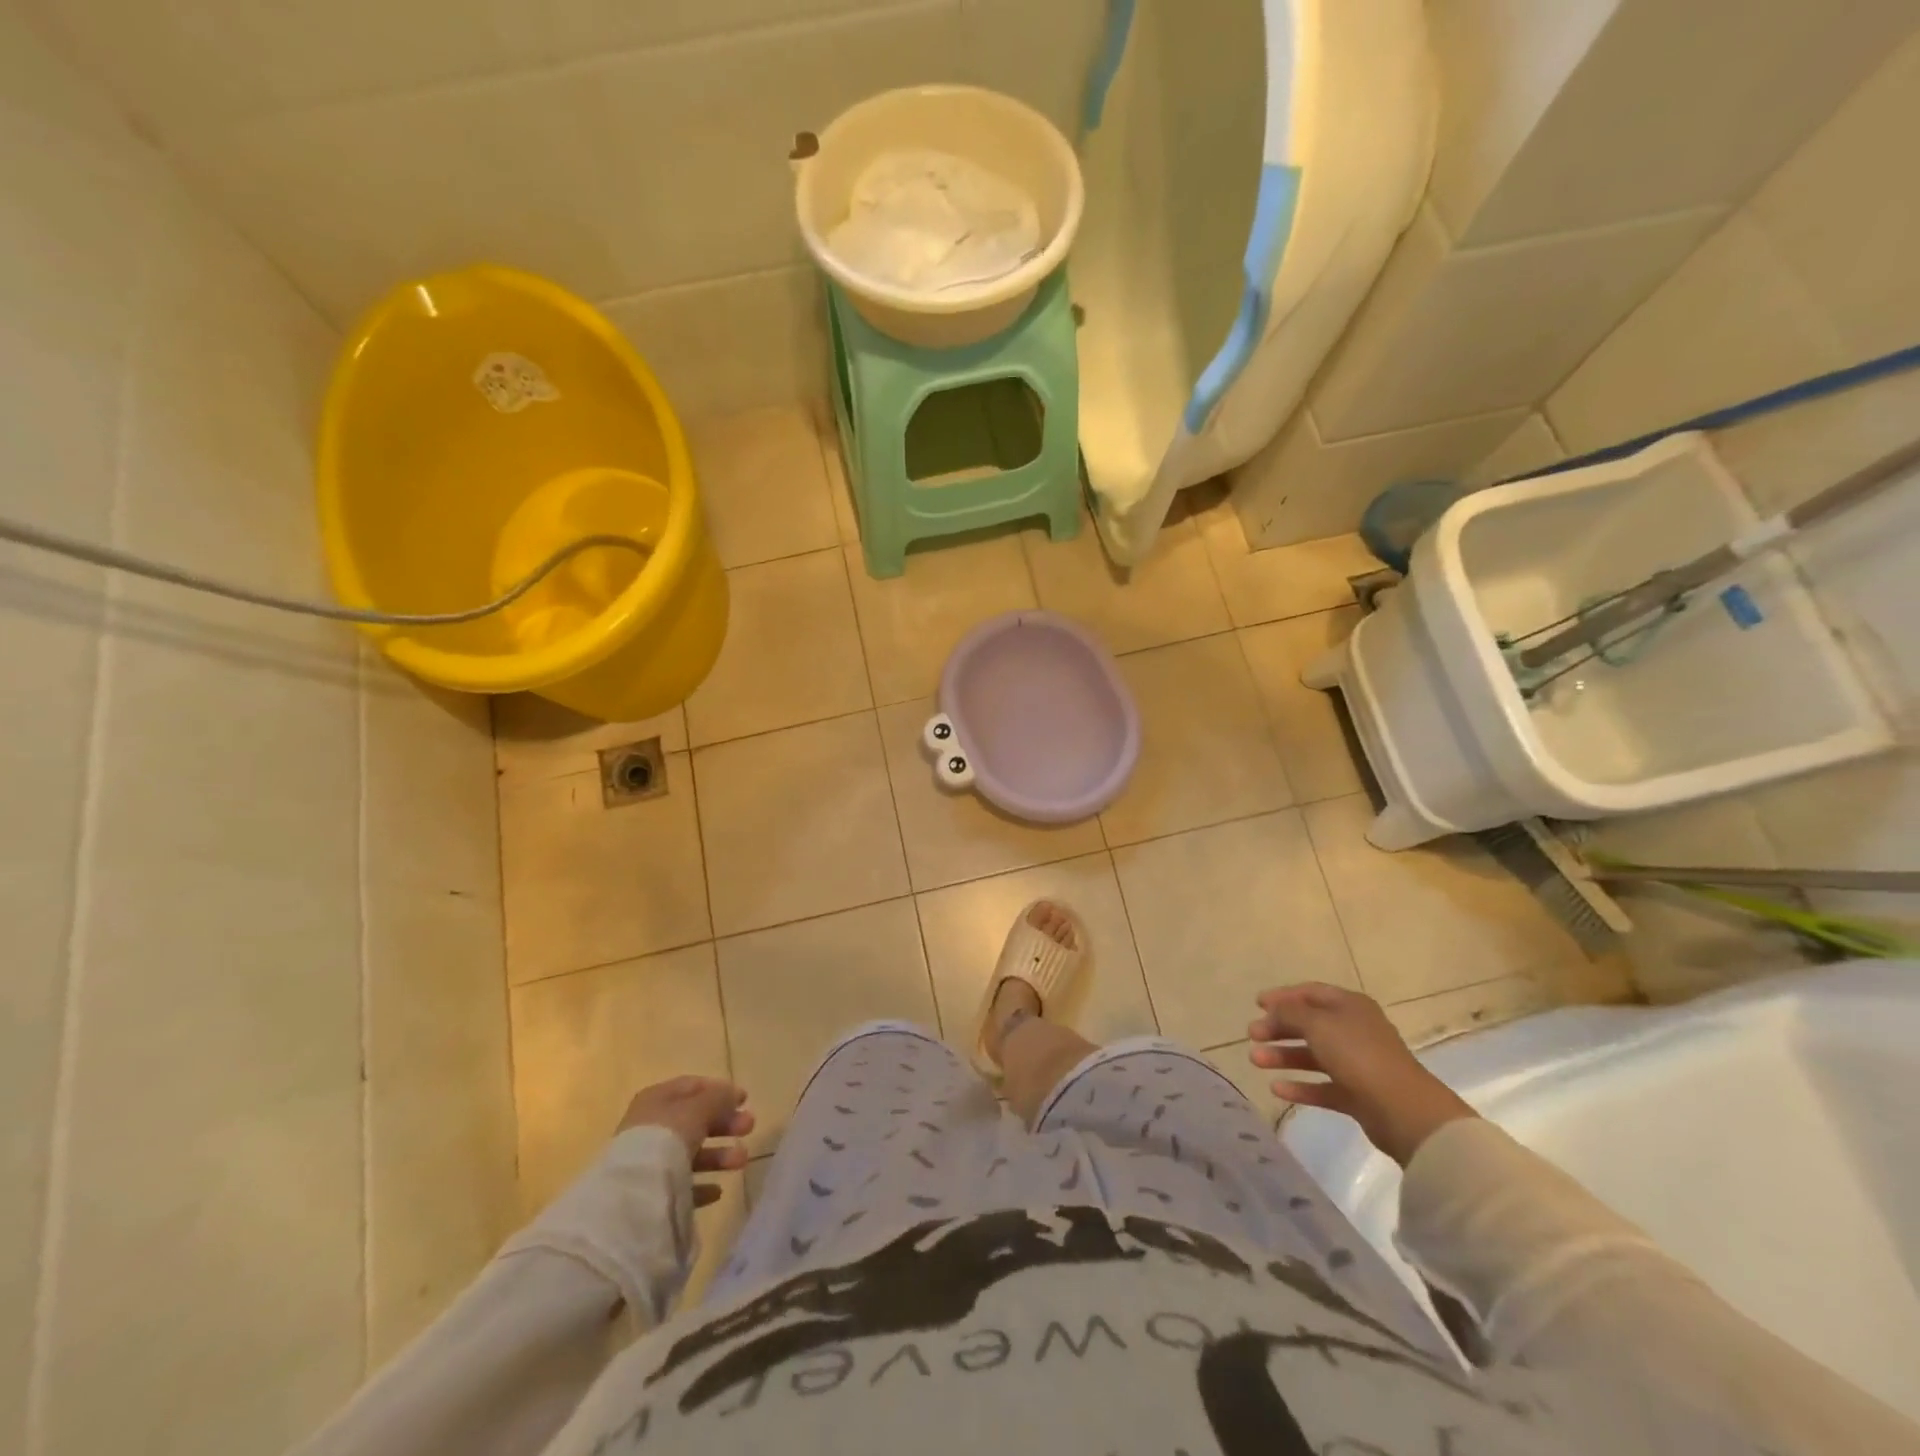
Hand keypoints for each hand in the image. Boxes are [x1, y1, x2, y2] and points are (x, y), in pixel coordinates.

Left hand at [617, 1077, 753, 1206]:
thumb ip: (718, 1098)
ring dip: (719, 1155)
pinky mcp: (650, 1193)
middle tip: (750, 1127)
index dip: (719, 1090)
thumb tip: (732, 1094)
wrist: (635, 1193)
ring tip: (742, 1160)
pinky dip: (701, 1185)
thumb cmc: (668, 1137)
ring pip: (690, 1153)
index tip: (744, 1099)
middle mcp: (650, 1127)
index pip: (692, 1087)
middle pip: (694, 1120)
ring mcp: (648, 1161)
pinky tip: (717, 1190)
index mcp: (656, 1099)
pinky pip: (681, 1185)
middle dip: (724, 1123)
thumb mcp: (699, 1108)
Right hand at [1249, 982, 1476, 1167]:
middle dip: (1279, 1028)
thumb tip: (1274, 1010)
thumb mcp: (1317, 1024)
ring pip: (1313, 1055)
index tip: (1257, 1004)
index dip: (1283, 996)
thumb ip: (1290, 1013)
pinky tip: (1276, 1089)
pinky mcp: (1357, 1095)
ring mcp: (1357, 1064)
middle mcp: (1354, 1030)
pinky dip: (1300, 1086)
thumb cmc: (1358, 1055)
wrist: (1404, 1110)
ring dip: (1283, 1056)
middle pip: (1309, 1024)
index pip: (1311, 993)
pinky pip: (1322, 1086)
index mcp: (1350, 1006)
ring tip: (1255, 1061)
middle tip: (1252, 1035)